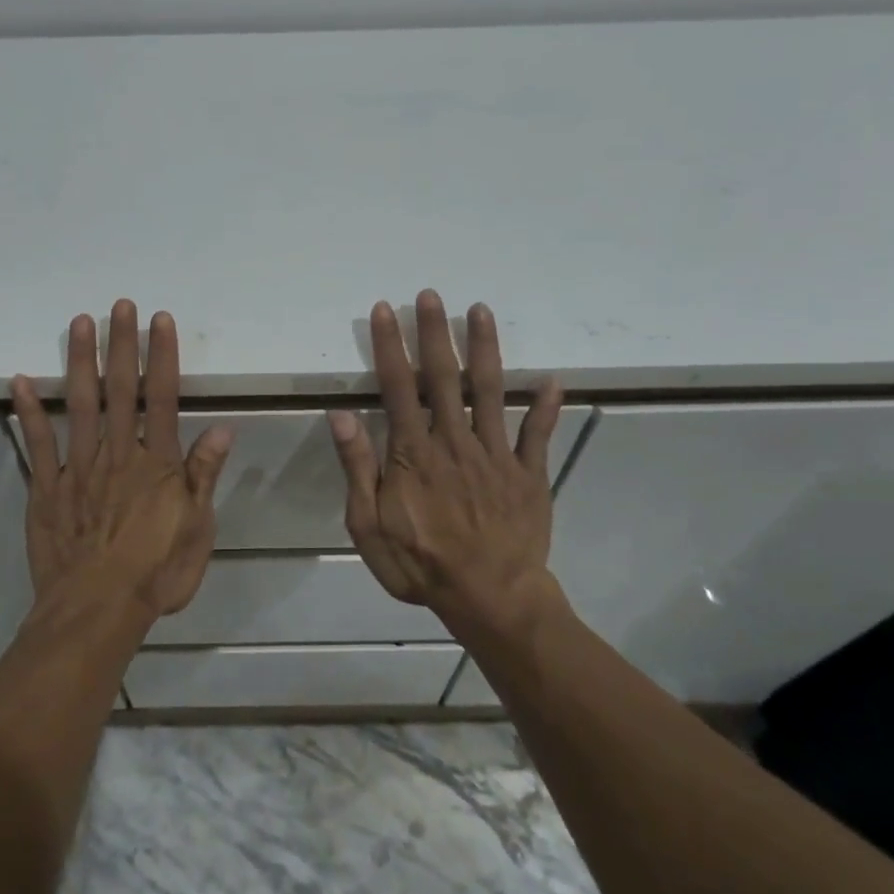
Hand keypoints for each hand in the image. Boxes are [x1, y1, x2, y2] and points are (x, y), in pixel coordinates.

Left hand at [11, 300, 233, 621]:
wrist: (97, 611)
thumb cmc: (156, 573)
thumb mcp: (197, 529)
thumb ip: (204, 475)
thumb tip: (223, 427)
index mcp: (156, 463)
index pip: (162, 397)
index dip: (161, 357)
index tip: (159, 321)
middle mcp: (117, 454)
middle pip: (120, 390)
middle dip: (121, 345)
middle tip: (119, 305)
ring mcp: (78, 468)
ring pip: (80, 404)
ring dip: (80, 362)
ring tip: (79, 323)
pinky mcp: (47, 488)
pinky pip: (38, 444)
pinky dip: (30, 411)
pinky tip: (21, 380)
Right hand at [328, 291, 567, 633]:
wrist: (490, 599)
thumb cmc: (421, 565)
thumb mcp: (368, 527)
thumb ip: (358, 469)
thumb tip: (341, 416)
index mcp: (413, 453)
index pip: (397, 386)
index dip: (389, 346)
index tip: (385, 311)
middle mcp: (454, 441)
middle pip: (443, 377)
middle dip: (435, 332)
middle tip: (431, 294)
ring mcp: (495, 454)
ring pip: (489, 391)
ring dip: (484, 349)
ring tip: (481, 311)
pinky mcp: (528, 473)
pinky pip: (537, 434)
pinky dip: (545, 407)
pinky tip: (552, 380)